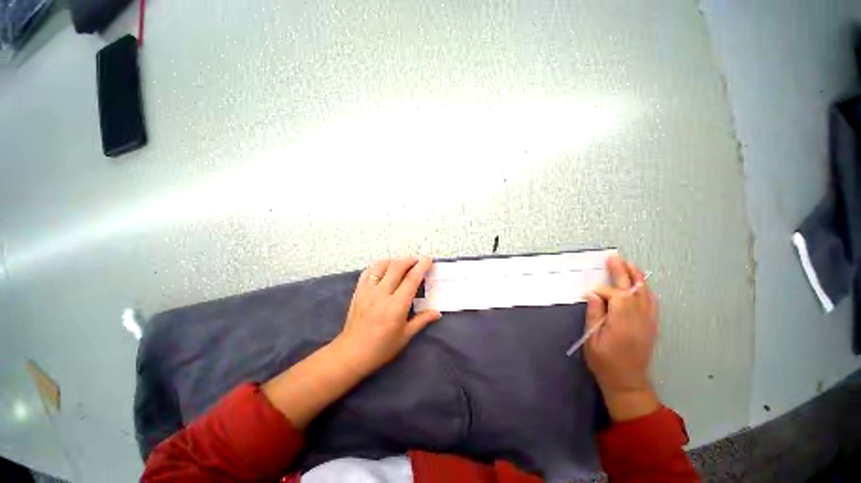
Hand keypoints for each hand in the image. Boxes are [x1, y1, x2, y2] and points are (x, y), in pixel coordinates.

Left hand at [334, 257, 441, 376]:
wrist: (351, 354)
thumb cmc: (381, 348)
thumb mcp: (405, 336)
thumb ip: (422, 320)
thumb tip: (437, 313)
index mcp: (396, 306)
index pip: (411, 279)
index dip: (421, 267)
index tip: (428, 259)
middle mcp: (382, 294)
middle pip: (397, 267)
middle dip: (409, 260)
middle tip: (418, 261)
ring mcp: (368, 291)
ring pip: (381, 266)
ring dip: (394, 261)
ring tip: (402, 264)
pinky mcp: (358, 291)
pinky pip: (368, 272)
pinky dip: (378, 266)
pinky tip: (383, 269)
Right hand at [584, 255, 660, 420]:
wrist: (627, 382)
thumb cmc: (604, 362)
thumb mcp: (591, 339)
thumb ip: (594, 314)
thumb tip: (593, 295)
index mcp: (622, 323)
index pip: (615, 296)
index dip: (602, 291)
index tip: (590, 295)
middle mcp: (639, 319)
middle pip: (632, 290)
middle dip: (623, 272)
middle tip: (615, 258)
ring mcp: (648, 322)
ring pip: (645, 294)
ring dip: (637, 278)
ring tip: (629, 265)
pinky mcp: (652, 325)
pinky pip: (652, 303)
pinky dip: (646, 290)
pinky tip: (641, 284)